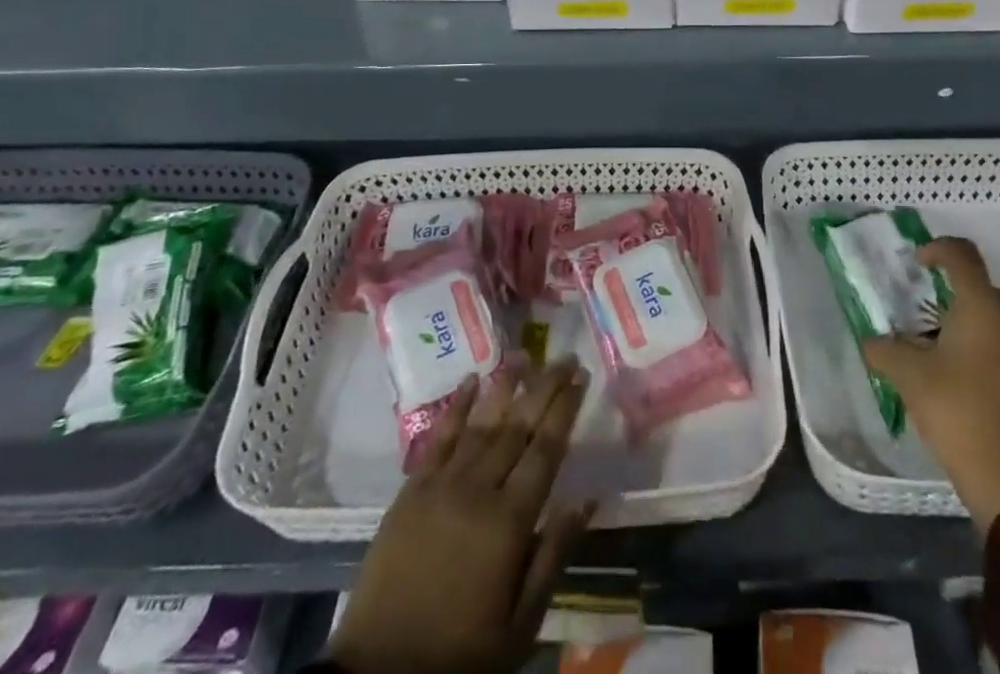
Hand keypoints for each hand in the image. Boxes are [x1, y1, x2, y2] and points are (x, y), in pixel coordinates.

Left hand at [328, 358, 593, 673]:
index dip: (565, 409)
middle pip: (517, 426)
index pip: (545, 449)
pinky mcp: (411, 490)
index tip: (581, 376)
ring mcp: (441, 485)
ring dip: (504, 386)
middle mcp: (478, 489)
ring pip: (481, 422)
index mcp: (510, 521)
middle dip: (544, 387)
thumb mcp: (520, 623)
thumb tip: (588, 498)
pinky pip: (439, 437)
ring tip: (524, 355)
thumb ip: (554, 555)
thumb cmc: (462, 653)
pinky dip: (456, 406)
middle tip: (563, 357)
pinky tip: (470, 380)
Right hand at [862, 236, 999, 527]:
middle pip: (987, 291)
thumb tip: (871, 342)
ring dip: (981, 331)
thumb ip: (884, 351)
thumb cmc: (960, 415)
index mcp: (982, 309)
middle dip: (959, 297)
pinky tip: (982, 394)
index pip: (963, 255)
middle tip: (931, 321)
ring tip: (954, 360)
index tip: (919, 264)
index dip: (939, 249)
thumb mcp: (909, 379)